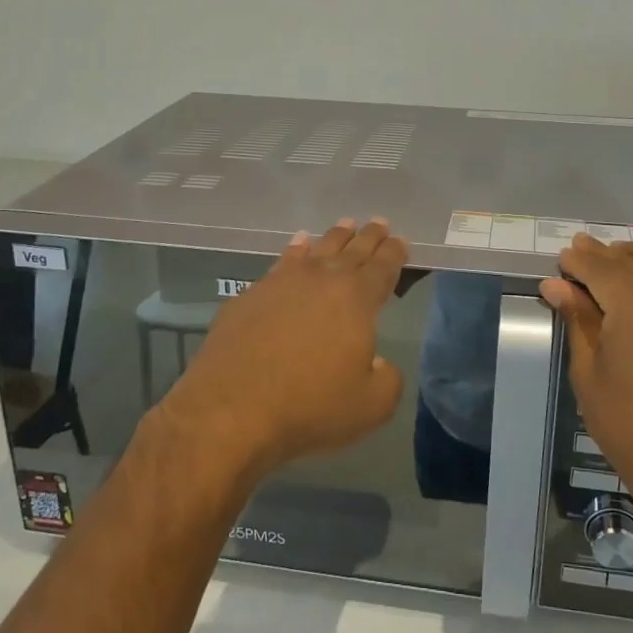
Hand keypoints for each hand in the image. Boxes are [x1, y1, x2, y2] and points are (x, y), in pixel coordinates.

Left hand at [161, 217, 407, 479]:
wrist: (231, 409)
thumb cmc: (309, 406)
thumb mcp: (370, 406)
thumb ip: (387, 380)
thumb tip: (379, 364)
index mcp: (356, 299)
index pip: (382, 267)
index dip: (394, 253)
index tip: (401, 240)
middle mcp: (321, 280)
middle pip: (352, 250)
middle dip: (369, 237)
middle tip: (379, 223)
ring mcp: (282, 283)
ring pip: (317, 250)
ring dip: (335, 237)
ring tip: (345, 225)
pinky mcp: (250, 294)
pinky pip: (282, 262)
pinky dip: (296, 250)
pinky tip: (298, 245)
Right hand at [539, 236, 632, 518]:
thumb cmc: (629, 424)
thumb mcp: (589, 371)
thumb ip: (577, 319)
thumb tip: (555, 284)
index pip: (598, 265)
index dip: (577, 261)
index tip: (562, 259)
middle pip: (631, 260)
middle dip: (604, 256)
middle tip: (582, 255)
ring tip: (622, 263)